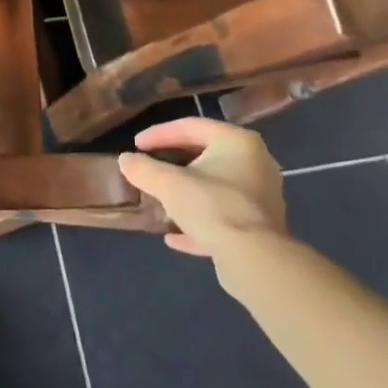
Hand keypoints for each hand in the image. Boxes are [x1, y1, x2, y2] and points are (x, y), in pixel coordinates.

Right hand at [117, 117, 287, 292]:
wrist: (254, 260)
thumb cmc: (212, 206)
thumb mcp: (168, 184)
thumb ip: (143, 169)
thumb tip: (125, 160)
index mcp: (237, 141)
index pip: (191, 126)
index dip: (159, 134)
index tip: (136, 145)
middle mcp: (255, 163)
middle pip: (206, 155)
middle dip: (174, 163)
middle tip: (150, 167)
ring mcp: (261, 197)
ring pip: (215, 187)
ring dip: (187, 193)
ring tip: (161, 200)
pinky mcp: (261, 227)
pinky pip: (223, 216)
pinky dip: (200, 222)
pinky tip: (175, 237)